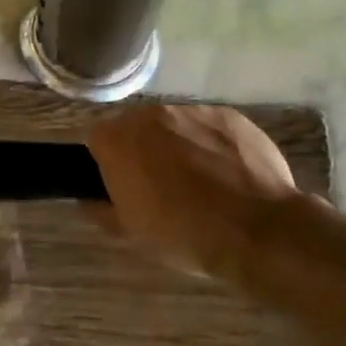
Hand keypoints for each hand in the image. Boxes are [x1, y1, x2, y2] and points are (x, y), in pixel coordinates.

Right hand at [87, 104, 304, 276]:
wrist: (257, 231)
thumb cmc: (183, 234)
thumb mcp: (131, 233)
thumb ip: (100, 211)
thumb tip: (87, 201)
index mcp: (119, 140)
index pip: (97, 141)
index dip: (107, 166)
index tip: (123, 189)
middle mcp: (151, 114)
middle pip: (136, 127)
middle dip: (142, 150)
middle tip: (159, 187)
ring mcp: (193, 110)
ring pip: (174, 124)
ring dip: (177, 145)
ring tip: (199, 181)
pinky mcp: (230, 115)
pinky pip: (209, 127)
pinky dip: (211, 145)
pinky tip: (226, 175)